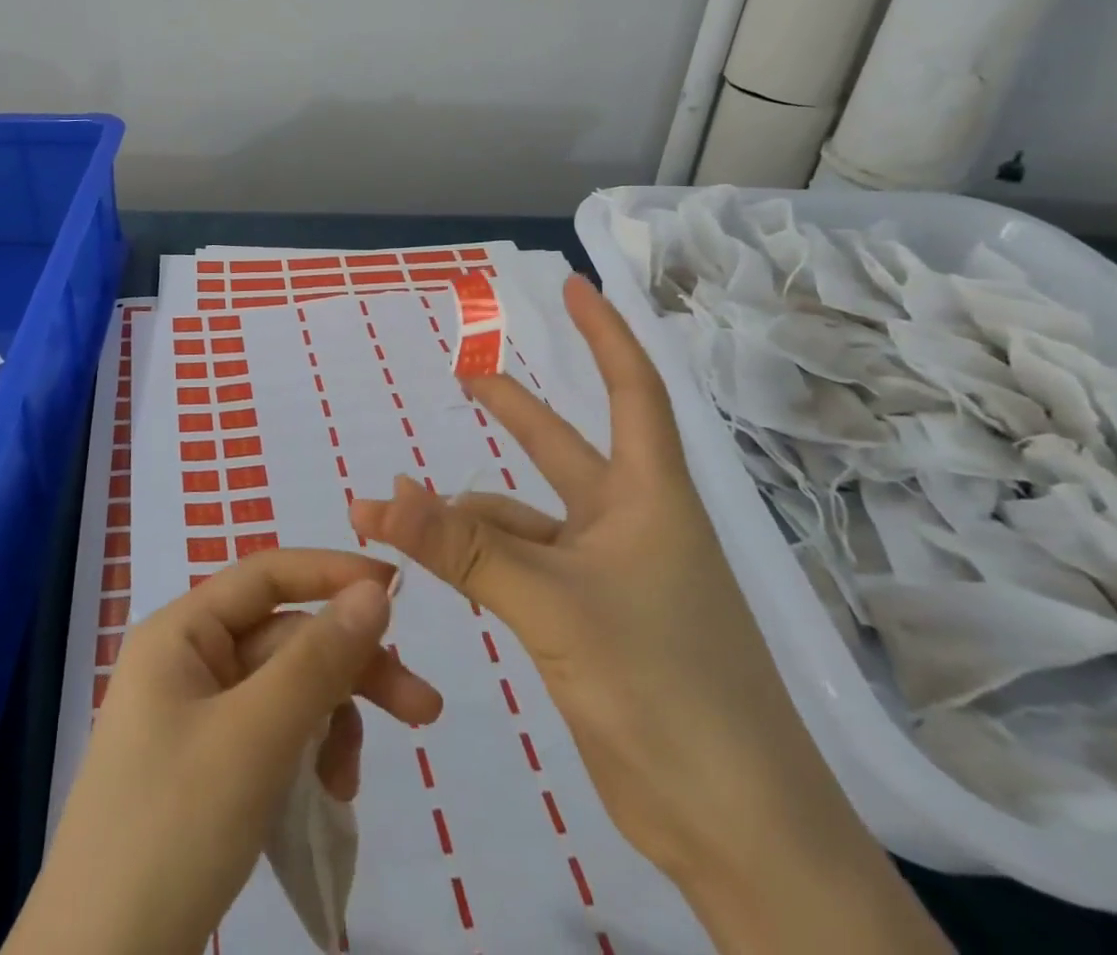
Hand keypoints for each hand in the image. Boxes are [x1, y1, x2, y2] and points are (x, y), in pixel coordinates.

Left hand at [5, 550, 442, 954]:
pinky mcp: (210, 767)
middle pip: (286, 639)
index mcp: (182, 632)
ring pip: (287, 690)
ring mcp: (198, 716)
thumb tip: (374, 591)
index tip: (399, 590)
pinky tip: (328, 795)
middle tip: (424, 710)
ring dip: (331, 721)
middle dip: (350, 670)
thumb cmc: (172, 827)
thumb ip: (318, 659)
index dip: (332, 573)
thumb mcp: (254, 737)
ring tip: (350, 783)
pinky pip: (275, 735)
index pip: (267, 575)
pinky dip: (308, 755)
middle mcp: (189, 661)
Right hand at [349, 276, 947, 954]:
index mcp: (648, 498)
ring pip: (520, 521)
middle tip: (464, 373)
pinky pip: (514, 569)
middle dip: (514, 409)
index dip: (604, 333)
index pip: (632, 390)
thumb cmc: (668, 689)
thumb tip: (381, 495)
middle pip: (562, 448)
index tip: (573, 287)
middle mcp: (629, 526)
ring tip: (391, 505)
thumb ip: (464, 547)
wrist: (735, 830)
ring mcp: (606, 578)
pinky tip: (427, 561)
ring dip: (460, 512)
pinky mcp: (584, 624)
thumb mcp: (554, 605)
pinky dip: (469, 559)